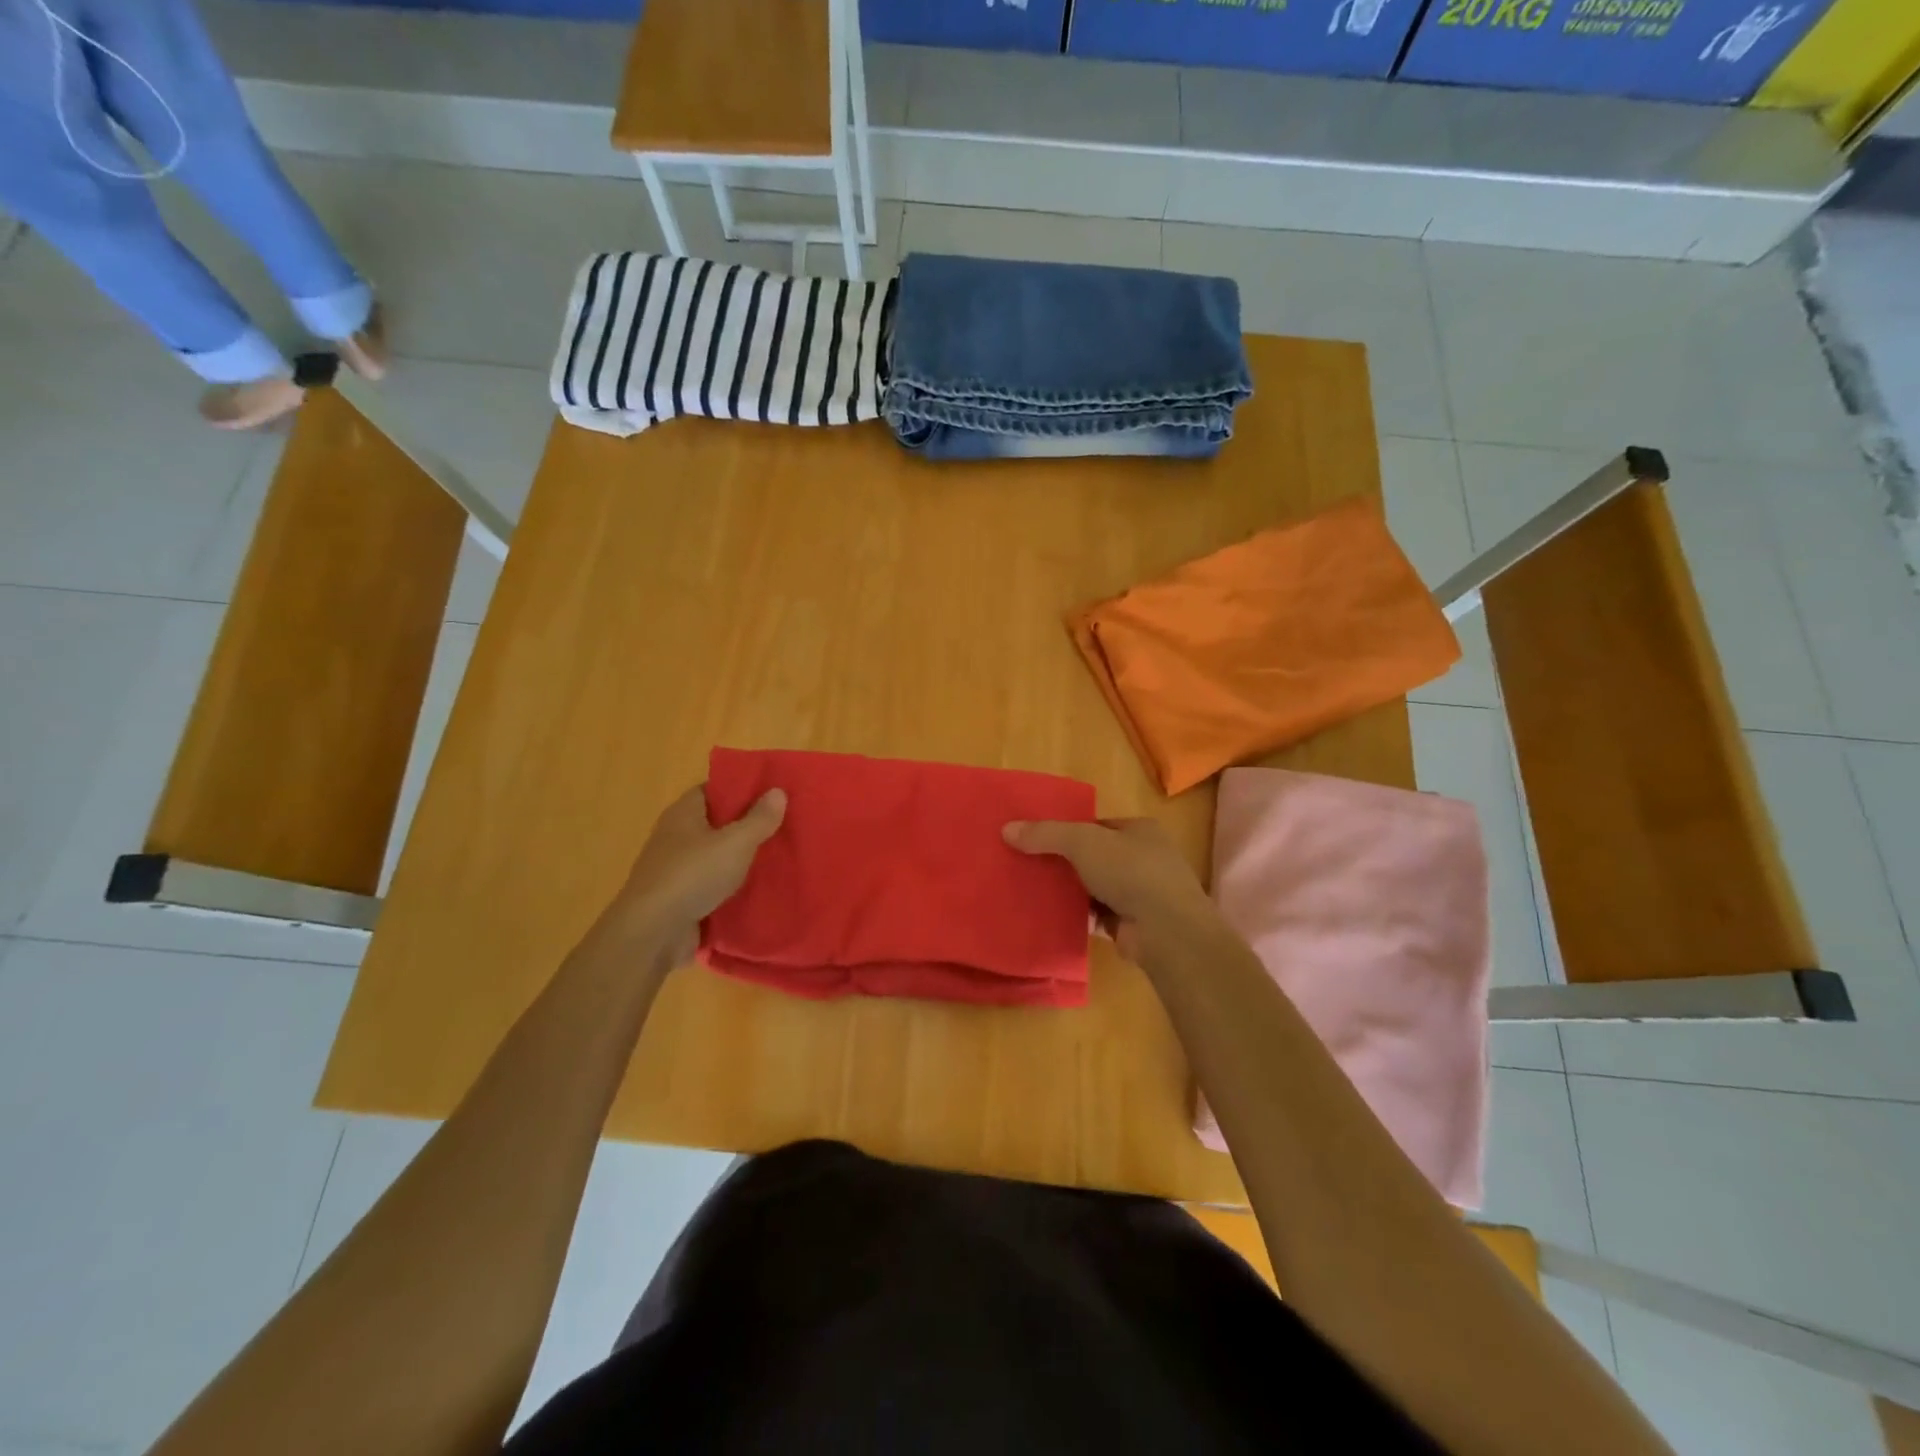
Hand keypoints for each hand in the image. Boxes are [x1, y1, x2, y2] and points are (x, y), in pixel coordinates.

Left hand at [599, 784, 786, 965]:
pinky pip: (714, 885)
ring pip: (717, 856)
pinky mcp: (681, 899)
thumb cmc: (692, 875)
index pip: (713, 789)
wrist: (653, 934)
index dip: (741, 789)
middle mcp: (676, 837)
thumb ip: (759, 818)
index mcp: (683, 813)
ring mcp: (677, 870)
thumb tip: (778, 791)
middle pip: (717, 823)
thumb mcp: (735, 842)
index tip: (773, 793)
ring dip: (742, 859)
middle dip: (748, 825)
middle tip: (785, 825)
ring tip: (781, 856)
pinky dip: (733, 887)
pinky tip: (761, 888)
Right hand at [1002, 817, 1219, 970]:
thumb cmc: (1130, 872)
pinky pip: (1099, 914)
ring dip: (1073, 891)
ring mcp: (1144, 894)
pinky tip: (1054, 916)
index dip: (1069, 830)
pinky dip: (1080, 915)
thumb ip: (1046, 834)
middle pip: (1096, 856)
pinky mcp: (1135, 924)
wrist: (1166, 930)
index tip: (1038, 839)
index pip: (1098, 825)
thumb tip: (1007, 829)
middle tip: (1031, 866)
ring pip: (1097, 886)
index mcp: (1141, 830)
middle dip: (1067, 862)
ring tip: (1035, 891)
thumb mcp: (1082, 842)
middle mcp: (1147, 858)